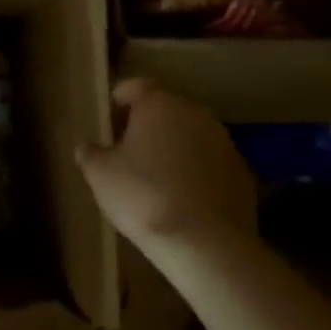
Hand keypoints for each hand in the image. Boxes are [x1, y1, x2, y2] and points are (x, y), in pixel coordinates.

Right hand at [75, 79, 255, 245]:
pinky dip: (196, 172)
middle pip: (164, 109)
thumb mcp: (99, 174)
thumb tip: (88, 146)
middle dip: (146, 126)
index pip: (134, 87)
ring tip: (155, 178)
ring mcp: (224, 142)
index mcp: (158, 104)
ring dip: (173, 148)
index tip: (107, 127)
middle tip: (127, 153)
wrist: (205, 243)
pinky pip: (210, 162)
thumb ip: (90, 153)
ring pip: (190, 135)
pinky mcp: (243, 172)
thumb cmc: (143, 196)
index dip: (117, 104)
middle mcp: (195, 113)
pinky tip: (183, 199)